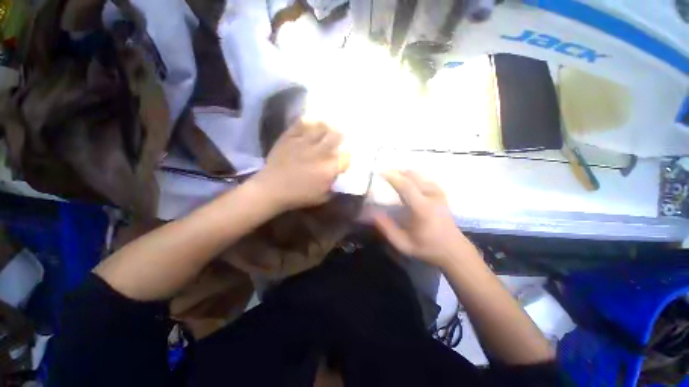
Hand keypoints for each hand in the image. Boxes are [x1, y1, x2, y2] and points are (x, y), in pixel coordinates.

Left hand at [253, 119, 349, 211]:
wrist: (272, 189)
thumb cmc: (299, 196)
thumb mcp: (322, 197)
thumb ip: (333, 186)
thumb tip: (337, 177)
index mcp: (329, 168)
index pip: (346, 157)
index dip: (347, 157)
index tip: (345, 158)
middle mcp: (319, 152)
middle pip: (336, 138)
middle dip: (340, 137)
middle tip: (340, 136)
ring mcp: (304, 142)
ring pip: (320, 128)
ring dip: (327, 127)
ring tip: (328, 126)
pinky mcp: (290, 137)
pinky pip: (301, 125)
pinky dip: (307, 122)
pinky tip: (310, 123)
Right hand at [373, 170, 476, 267]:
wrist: (453, 249)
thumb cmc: (427, 247)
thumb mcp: (403, 243)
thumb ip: (386, 228)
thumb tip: (372, 213)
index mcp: (423, 208)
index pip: (406, 185)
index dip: (392, 176)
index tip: (379, 172)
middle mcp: (432, 196)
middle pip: (412, 175)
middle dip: (396, 172)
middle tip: (383, 174)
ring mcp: (438, 193)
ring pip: (419, 175)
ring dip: (404, 173)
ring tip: (392, 178)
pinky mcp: (441, 193)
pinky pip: (424, 178)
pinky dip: (412, 177)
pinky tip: (406, 182)